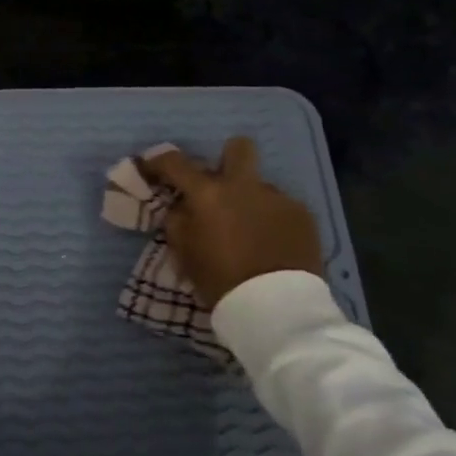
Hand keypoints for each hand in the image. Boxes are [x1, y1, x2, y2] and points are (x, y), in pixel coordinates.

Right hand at [139, 137, 322, 307]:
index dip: (159, 162)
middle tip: (221, 185)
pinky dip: (272, 221)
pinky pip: (281, 209)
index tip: (152, 168)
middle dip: (227, 159)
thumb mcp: (184, 253)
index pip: (175, 162)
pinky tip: (272, 245)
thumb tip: (181, 205)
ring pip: (260, 187)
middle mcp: (244, 186)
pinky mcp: (304, 215)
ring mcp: (278, 198)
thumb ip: (178, 221)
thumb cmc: (220, 280)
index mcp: (208, 194)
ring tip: (250, 232)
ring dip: (250, 202)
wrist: (276, 307)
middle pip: (238, 148)